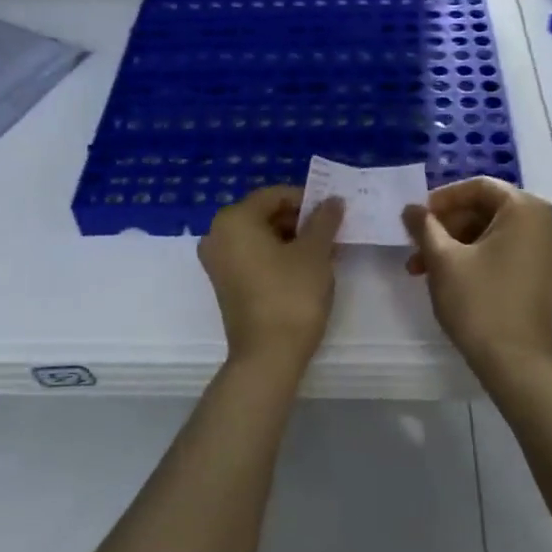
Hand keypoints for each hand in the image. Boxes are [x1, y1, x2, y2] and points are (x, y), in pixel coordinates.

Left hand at [198, 186, 344, 367]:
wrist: (267, 356)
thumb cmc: (291, 295)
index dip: (307, 200)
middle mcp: (217, 235)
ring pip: (261, 238)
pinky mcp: (225, 284)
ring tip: (326, 252)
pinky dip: (278, 257)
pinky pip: (253, 257)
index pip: (275, 195)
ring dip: (293, 240)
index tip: (333, 212)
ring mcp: (218, 262)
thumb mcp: (315, 252)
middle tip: (332, 233)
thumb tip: (332, 200)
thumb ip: (324, 220)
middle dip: (300, 221)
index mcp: (234, 219)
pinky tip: (307, 269)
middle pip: (265, 215)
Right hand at [403, 177, 551, 369]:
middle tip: (416, 246)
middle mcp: (547, 222)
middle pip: (487, 209)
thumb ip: (425, 226)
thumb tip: (411, 208)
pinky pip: (509, 250)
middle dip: (447, 227)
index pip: (479, 187)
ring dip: (457, 244)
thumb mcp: (443, 259)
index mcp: (527, 209)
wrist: (515, 362)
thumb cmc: (479, 302)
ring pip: (495, 232)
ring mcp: (551, 250)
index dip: (444, 199)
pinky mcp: (547, 273)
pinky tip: (450, 276)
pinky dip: (478, 256)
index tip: (418, 217)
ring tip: (423, 268)